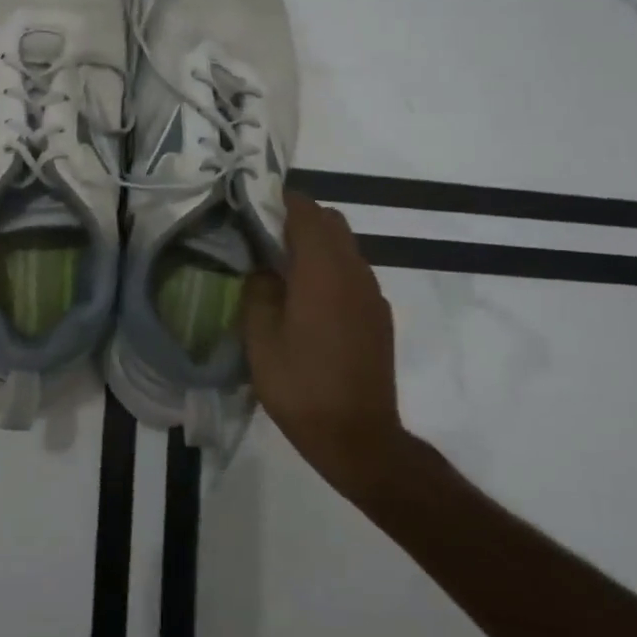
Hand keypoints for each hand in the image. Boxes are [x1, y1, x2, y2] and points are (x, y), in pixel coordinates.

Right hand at [243, 192, 406, 496]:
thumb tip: (264, 270)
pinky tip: (310, 298)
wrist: (358, 436)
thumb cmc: (301, 385)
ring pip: (346, 247)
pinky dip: (332, 268)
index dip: (283, 200)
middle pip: (332, 223)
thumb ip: (259, 292)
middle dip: (301, 218)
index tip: (257, 201)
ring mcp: (372, 294)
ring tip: (284, 265)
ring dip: (318, 244)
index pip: (307, 213)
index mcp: (322, 271)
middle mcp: (354, 272)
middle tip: (266, 234)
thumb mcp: (260, 339)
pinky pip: (354, 273)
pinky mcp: (379, 315)